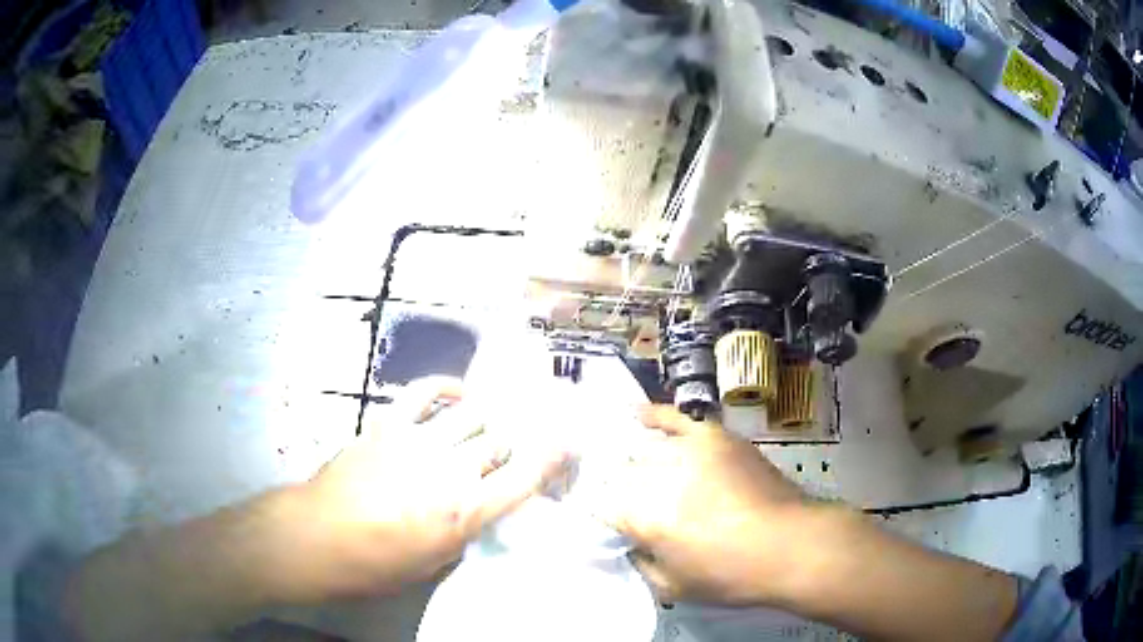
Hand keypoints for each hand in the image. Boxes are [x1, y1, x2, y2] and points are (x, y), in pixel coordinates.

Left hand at [279, 377, 566, 600]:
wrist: (318, 537)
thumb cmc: (376, 564)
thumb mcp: (433, 563)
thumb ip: (464, 531)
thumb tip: (479, 510)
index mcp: (463, 513)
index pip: (522, 479)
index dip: (550, 458)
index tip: (567, 444)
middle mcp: (448, 471)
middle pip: (498, 441)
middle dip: (514, 442)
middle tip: (518, 443)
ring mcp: (417, 442)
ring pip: (470, 415)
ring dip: (487, 418)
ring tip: (491, 421)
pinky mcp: (388, 425)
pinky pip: (423, 394)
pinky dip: (445, 388)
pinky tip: (457, 393)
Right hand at [597, 405, 815, 605]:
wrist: (790, 545)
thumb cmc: (731, 575)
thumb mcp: (673, 587)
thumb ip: (640, 563)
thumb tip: (628, 542)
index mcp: (643, 517)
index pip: (599, 504)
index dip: (600, 513)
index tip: (607, 522)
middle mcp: (657, 476)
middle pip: (620, 473)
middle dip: (621, 490)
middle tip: (633, 506)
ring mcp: (687, 451)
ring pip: (644, 449)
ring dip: (637, 463)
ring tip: (636, 471)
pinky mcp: (715, 437)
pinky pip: (677, 418)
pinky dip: (656, 416)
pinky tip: (637, 415)